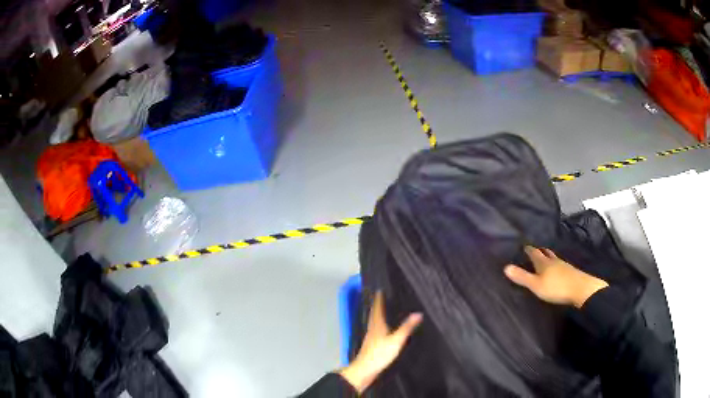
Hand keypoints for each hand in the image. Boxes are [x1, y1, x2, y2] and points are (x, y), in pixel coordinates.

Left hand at [339, 291, 422, 393]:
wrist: (365, 369)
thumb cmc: (379, 353)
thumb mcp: (396, 340)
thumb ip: (406, 327)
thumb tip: (418, 313)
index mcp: (377, 324)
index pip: (377, 307)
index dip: (379, 297)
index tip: (381, 288)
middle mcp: (373, 327)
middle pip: (375, 312)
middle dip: (379, 304)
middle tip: (385, 295)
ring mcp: (371, 336)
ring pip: (375, 320)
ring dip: (380, 313)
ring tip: (387, 308)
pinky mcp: (372, 344)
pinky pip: (377, 329)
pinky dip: (381, 324)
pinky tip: (385, 328)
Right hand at [504, 246, 608, 308]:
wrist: (581, 290)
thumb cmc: (556, 287)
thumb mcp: (536, 285)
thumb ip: (522, 277)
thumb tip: (505, 267)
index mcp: (544, 263)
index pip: (534, 253)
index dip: (529, 249)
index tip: (524, 246)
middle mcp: (554, 261)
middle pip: (546, 253)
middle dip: (540, 251)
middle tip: (535, 249)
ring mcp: (564, 266)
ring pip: (554, 258)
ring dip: (548, 257)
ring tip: (545, 257)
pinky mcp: (570, 272)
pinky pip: (560, 265)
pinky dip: (555, 264)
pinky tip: (556, 269)